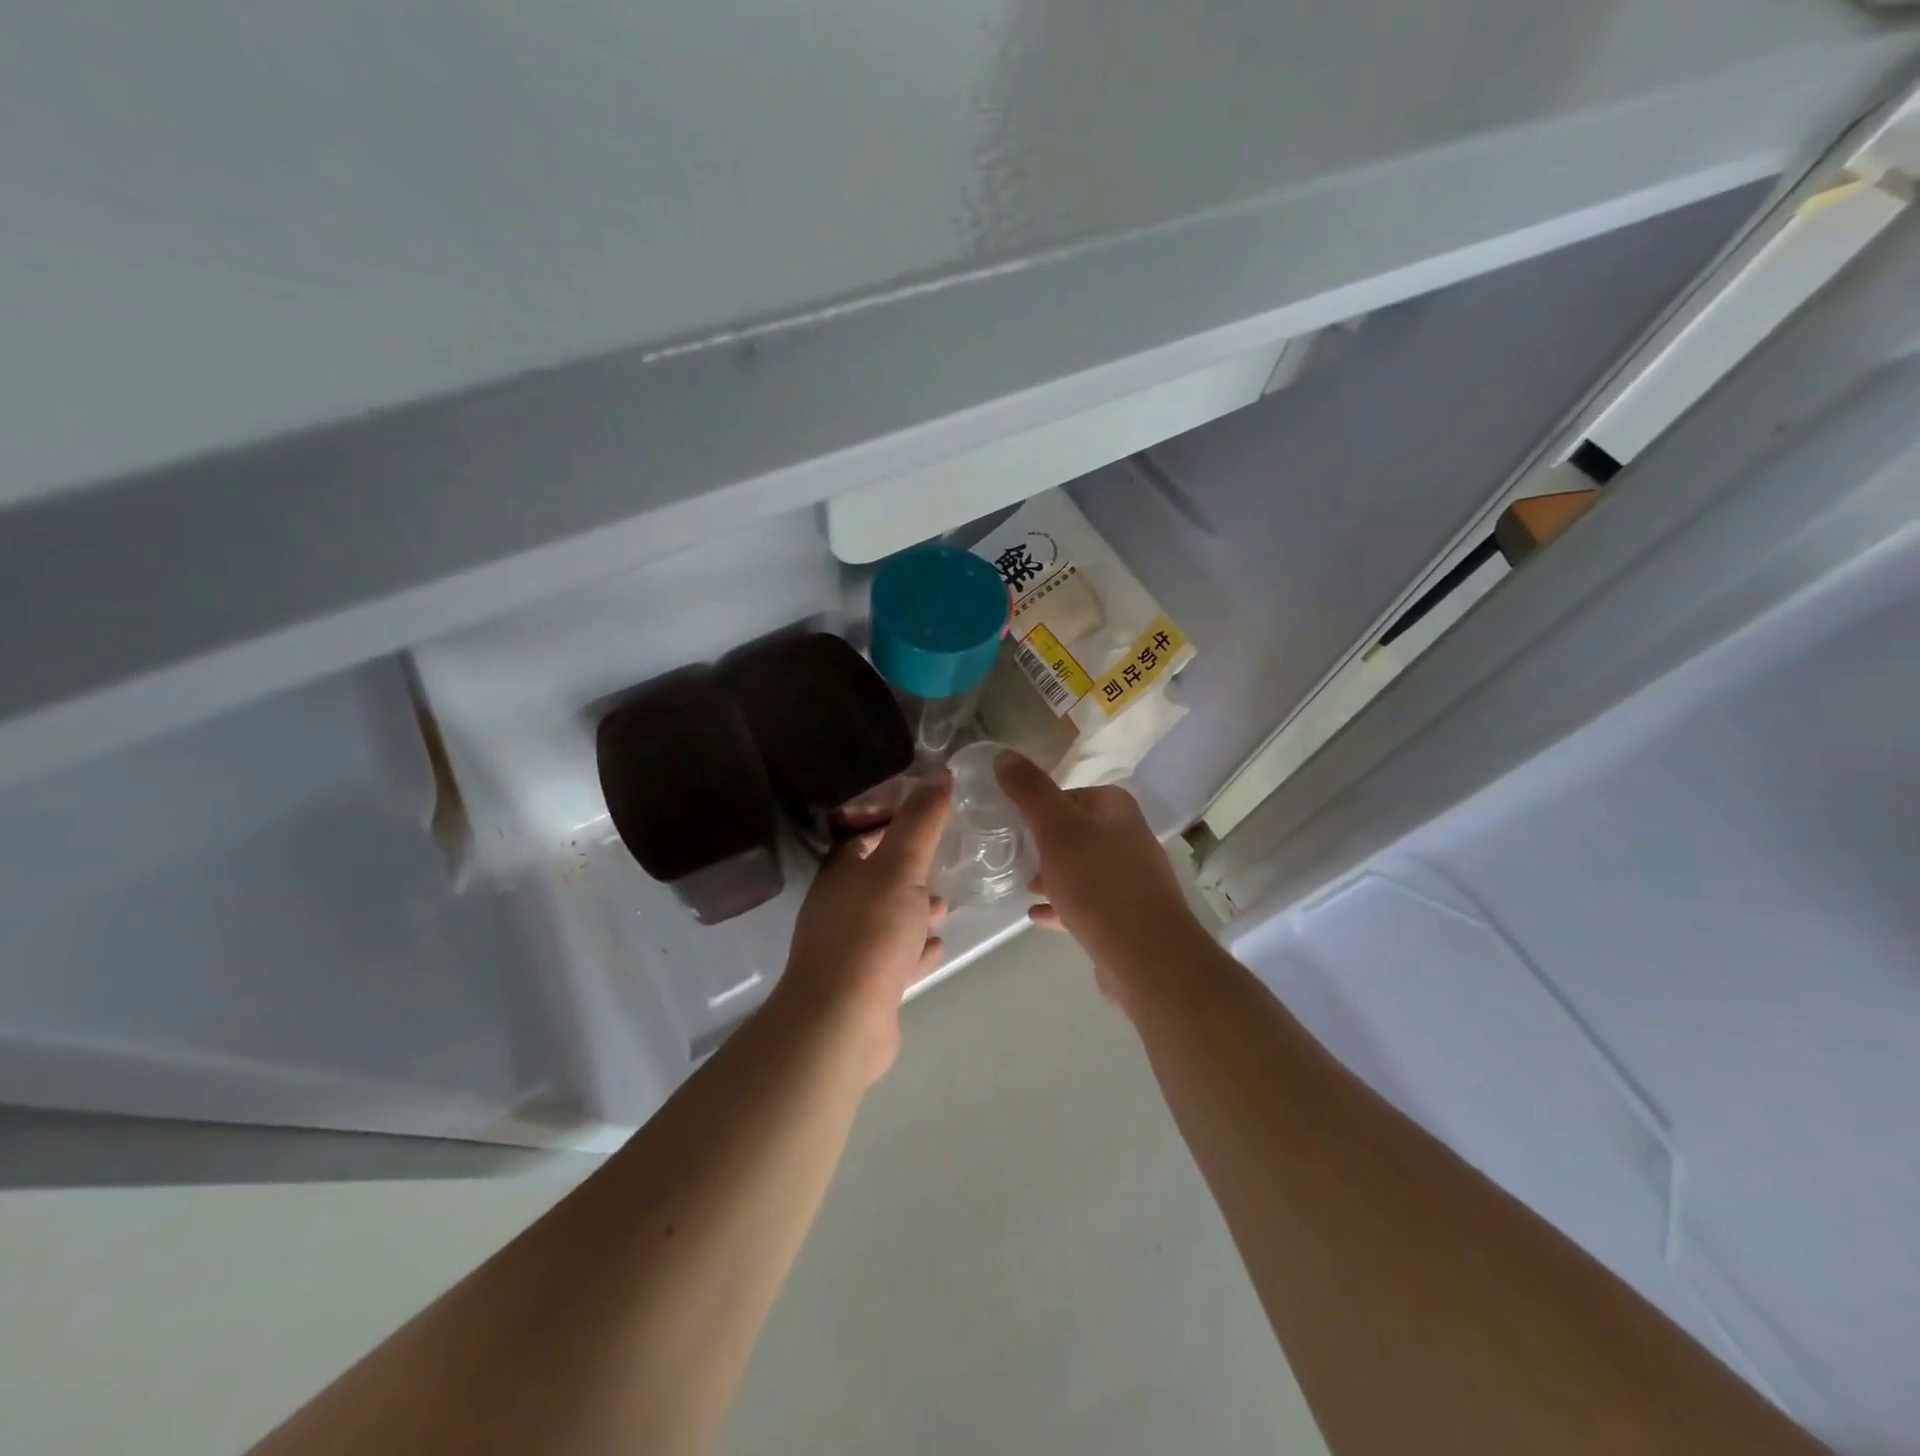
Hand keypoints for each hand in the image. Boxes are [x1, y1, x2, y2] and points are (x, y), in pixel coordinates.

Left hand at [774, 779, 951, 1085]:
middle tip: (945, 861)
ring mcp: (849, 948)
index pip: (864, 835)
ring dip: (914, 910)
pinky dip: (915, 948)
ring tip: (945, 905)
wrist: (842, 1021)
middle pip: (877, 877)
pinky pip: (894, 956)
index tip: (931, 816)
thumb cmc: (871, 932)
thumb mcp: (901, 866)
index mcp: (840, 872)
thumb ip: (920, 822)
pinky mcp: (864, 984)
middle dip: (909, 869)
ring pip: (887, 918)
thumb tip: (939, 774)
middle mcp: (839, 906)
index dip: (894, 821)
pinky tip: (937, 945)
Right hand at [995, 752, 1207, 1016]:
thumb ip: (1029, 791)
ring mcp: (1131, 879)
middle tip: (1013, 854)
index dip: (1040, 805)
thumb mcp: (1056, 829)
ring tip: (1022, 885)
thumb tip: (1004, 755)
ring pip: (1081, 867)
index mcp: (1116, 809)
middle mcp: (1129, 838)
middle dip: (1044, 842)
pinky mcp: (1127, 915)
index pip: (1072, 793)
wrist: (1147, 956)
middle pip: (1076, 831)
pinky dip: (1062, 904)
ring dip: (1052, 874)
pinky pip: (1087, 902)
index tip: (1013, 822)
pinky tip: (1036, 915)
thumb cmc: (1098, 884)